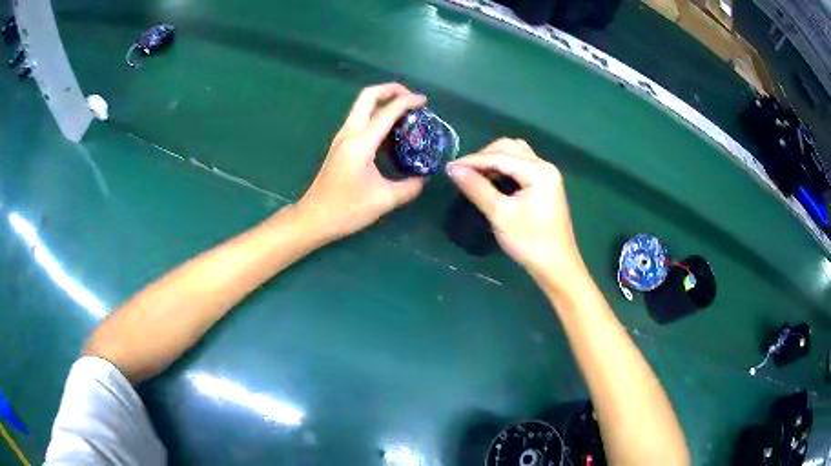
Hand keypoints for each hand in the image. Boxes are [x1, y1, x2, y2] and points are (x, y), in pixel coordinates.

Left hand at [295, 83, 426, 242]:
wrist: (314, 218)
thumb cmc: (346, 210)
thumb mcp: (384, 200)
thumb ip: (410, 187)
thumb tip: (424, 178)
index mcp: (361, 143)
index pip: (387, 111)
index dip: (408, 101)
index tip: (425, 101)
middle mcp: (349, 133)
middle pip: (368, 96)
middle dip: (390, 90)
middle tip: (411, 98)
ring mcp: (342, 137)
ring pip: (361, 105)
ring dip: (383, 101)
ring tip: (405, 112)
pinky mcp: (340, 145)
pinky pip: (360, 119)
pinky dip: (376, 114)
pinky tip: (390, 131)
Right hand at [446, 138, 584, 286]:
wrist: (556, 266)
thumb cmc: (529, 242)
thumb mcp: (500, 214)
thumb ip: (477, 188)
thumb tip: (453, 169)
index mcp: (538, 171)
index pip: (500, 156)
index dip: (473, 160)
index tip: (449, 167)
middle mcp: (545, 166)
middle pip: (509, 148)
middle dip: (484, 157)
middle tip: (464, 173)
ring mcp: (547, 175)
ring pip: (516, 154)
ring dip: (494, 160)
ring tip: (477, 176)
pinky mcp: (545, 184)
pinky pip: (521, 165)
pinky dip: (505, 168)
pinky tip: (493, 181)